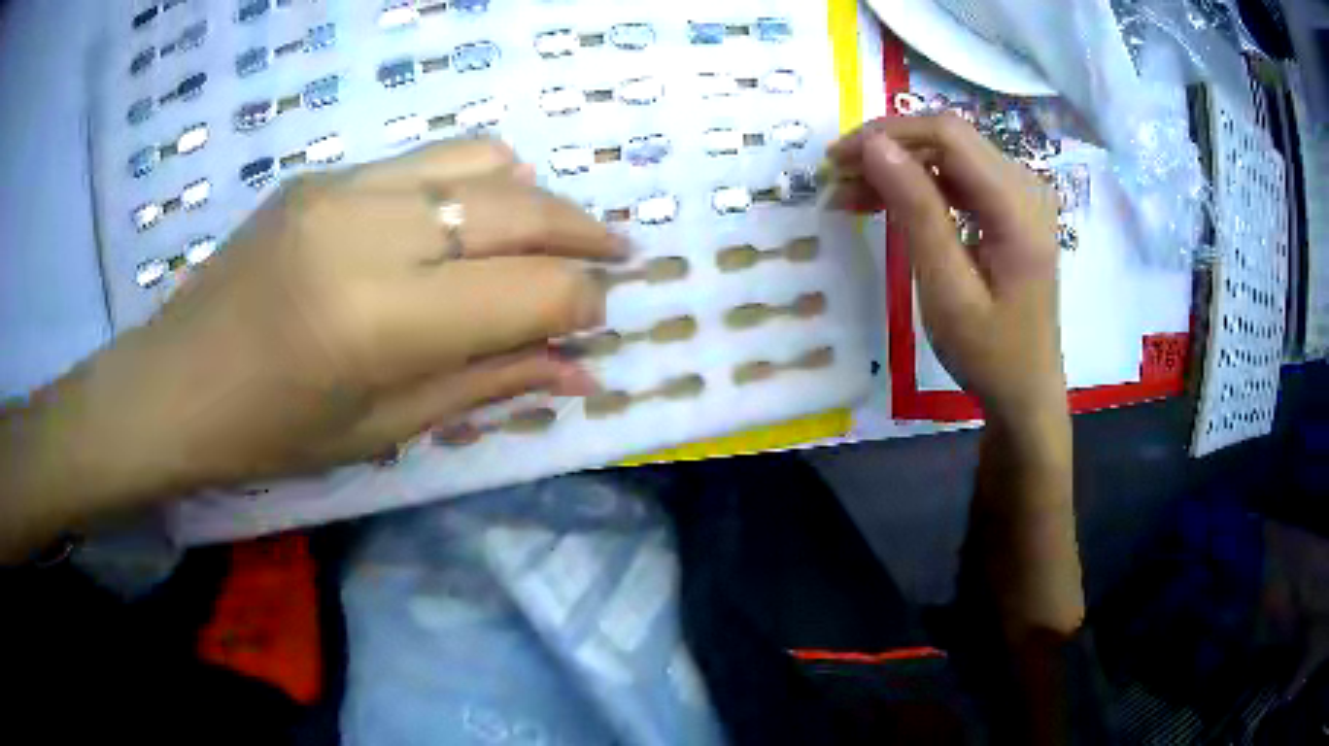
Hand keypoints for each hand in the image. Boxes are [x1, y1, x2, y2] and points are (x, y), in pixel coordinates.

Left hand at [37, 138, 622, 508]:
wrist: (172, 383)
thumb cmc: (269, 434)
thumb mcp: (382, 431)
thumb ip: (488, 385)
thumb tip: (581, 372)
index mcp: (380, 320)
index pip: (529, 292)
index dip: (583, 305)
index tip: (601, 321)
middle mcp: (370, 231)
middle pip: (519, 210)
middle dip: (586, 236)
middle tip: (622, 257)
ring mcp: (345, 187)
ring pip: (484, 162)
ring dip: (539, 197)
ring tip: (560, 231)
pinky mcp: (325, 173)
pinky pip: (429, 159)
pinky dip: (479, 180)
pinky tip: (484, 212)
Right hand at [829, 115, 1066, 431]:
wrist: (1026, 391)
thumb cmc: (989, 353)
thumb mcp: (947, 290)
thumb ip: (917, 212)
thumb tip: (874, 146)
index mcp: (1018, 207)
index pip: (948, 136)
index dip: (888, 134)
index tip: (838, 160)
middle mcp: (1026, 187)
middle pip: (949, 138)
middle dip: (889, 148)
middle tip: (837, 179)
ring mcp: (1022, 196)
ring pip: (951, 154)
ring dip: (900, 166)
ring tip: (851, 194)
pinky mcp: (1012, 209)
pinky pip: (960, 177)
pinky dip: (920, 185)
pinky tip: (887, 203)